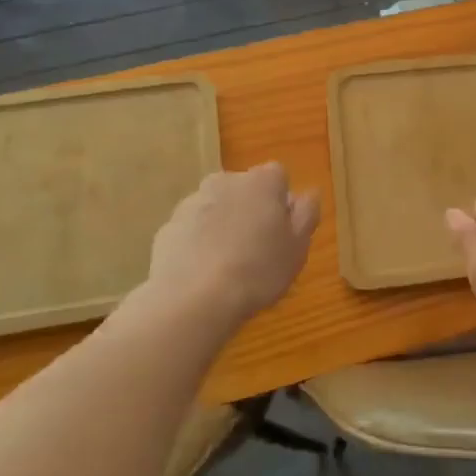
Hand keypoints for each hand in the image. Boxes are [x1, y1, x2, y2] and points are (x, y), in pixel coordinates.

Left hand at [145, 163, 319, 329]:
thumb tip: (308, 194)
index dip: (282, 202)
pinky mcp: (168, 227)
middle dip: (251, 211)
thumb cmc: (258, 270)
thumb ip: (306, 214)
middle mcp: (225, 181)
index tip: (282, 230)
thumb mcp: (298, 246)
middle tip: (258, 249)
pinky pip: (193, 230)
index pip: (278, 176)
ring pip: (217, 208)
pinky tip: (204, 273)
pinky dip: (199, 243)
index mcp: (261, 182)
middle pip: (245, 190)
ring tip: (229, 266)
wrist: (193, 299)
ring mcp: (192, 203)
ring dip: (224, 226)